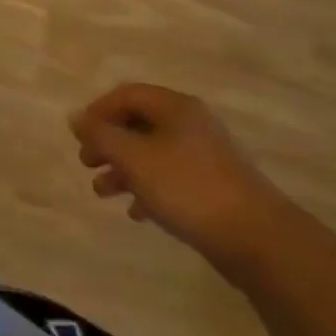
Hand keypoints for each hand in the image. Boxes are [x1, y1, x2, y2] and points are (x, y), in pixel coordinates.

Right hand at [70, 84, 290, 275]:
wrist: (259, 240)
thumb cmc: (189, 188)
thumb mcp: (134, 158)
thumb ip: (101, 136)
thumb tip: (75, 117)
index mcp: (175, 107)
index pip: (126, 94)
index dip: (98, 111)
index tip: (80, 136)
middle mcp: (191, 124)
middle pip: (138, 123)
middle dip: (109, 143)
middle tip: (87, 163)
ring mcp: (206, 156)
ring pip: (153, 153)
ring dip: (124, 169)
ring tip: (103, 192)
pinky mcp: (215, 187)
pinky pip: (171, 178)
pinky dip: (149, 189)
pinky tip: (137, 212)